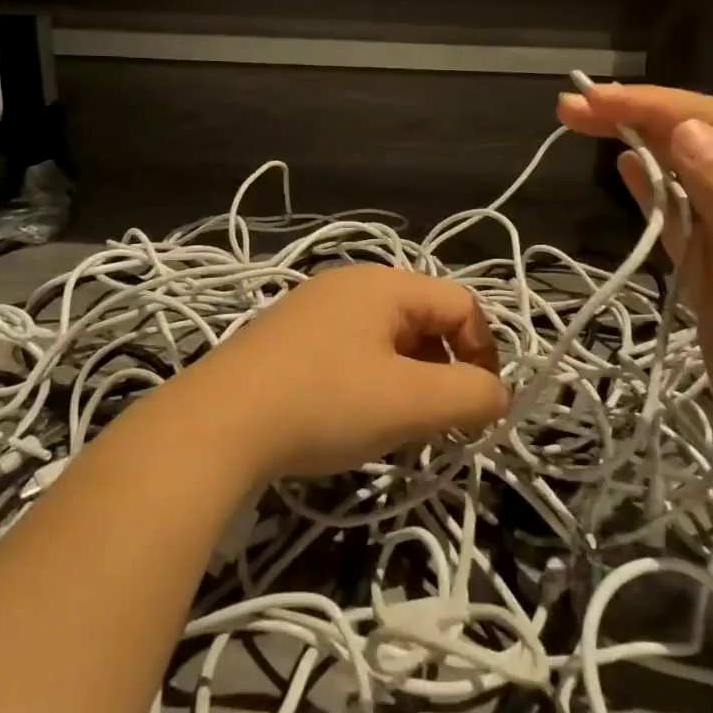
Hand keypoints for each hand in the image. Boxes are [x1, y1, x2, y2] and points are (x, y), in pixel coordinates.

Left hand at [176, 264, 507, 481]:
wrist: (217, 423)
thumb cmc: (324, 402)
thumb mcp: (410, 403)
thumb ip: (469, 395)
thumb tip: (495, 395)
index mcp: (383, 284)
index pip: (461, 304)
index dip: (483, 353)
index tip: (479, 409)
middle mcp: (349, 284)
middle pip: (423, 319)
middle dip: (444, 371)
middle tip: (439, 423)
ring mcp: (313, 308)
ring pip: (387, 339)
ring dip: (408, 381)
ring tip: (398, 428)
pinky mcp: (287, 337)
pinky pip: (350, 351)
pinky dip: (370, 383)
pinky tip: (351, 420)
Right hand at [557, 82, 712, 497]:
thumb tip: (685, 129)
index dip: (658, 104)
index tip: (595, 98)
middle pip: (697, 141)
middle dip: (637, 116)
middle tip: (570, 108)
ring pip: (683, 175)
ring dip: (636, 145)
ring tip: (584, 124)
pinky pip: (679, 217)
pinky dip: (649, 190)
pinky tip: (624, 170)